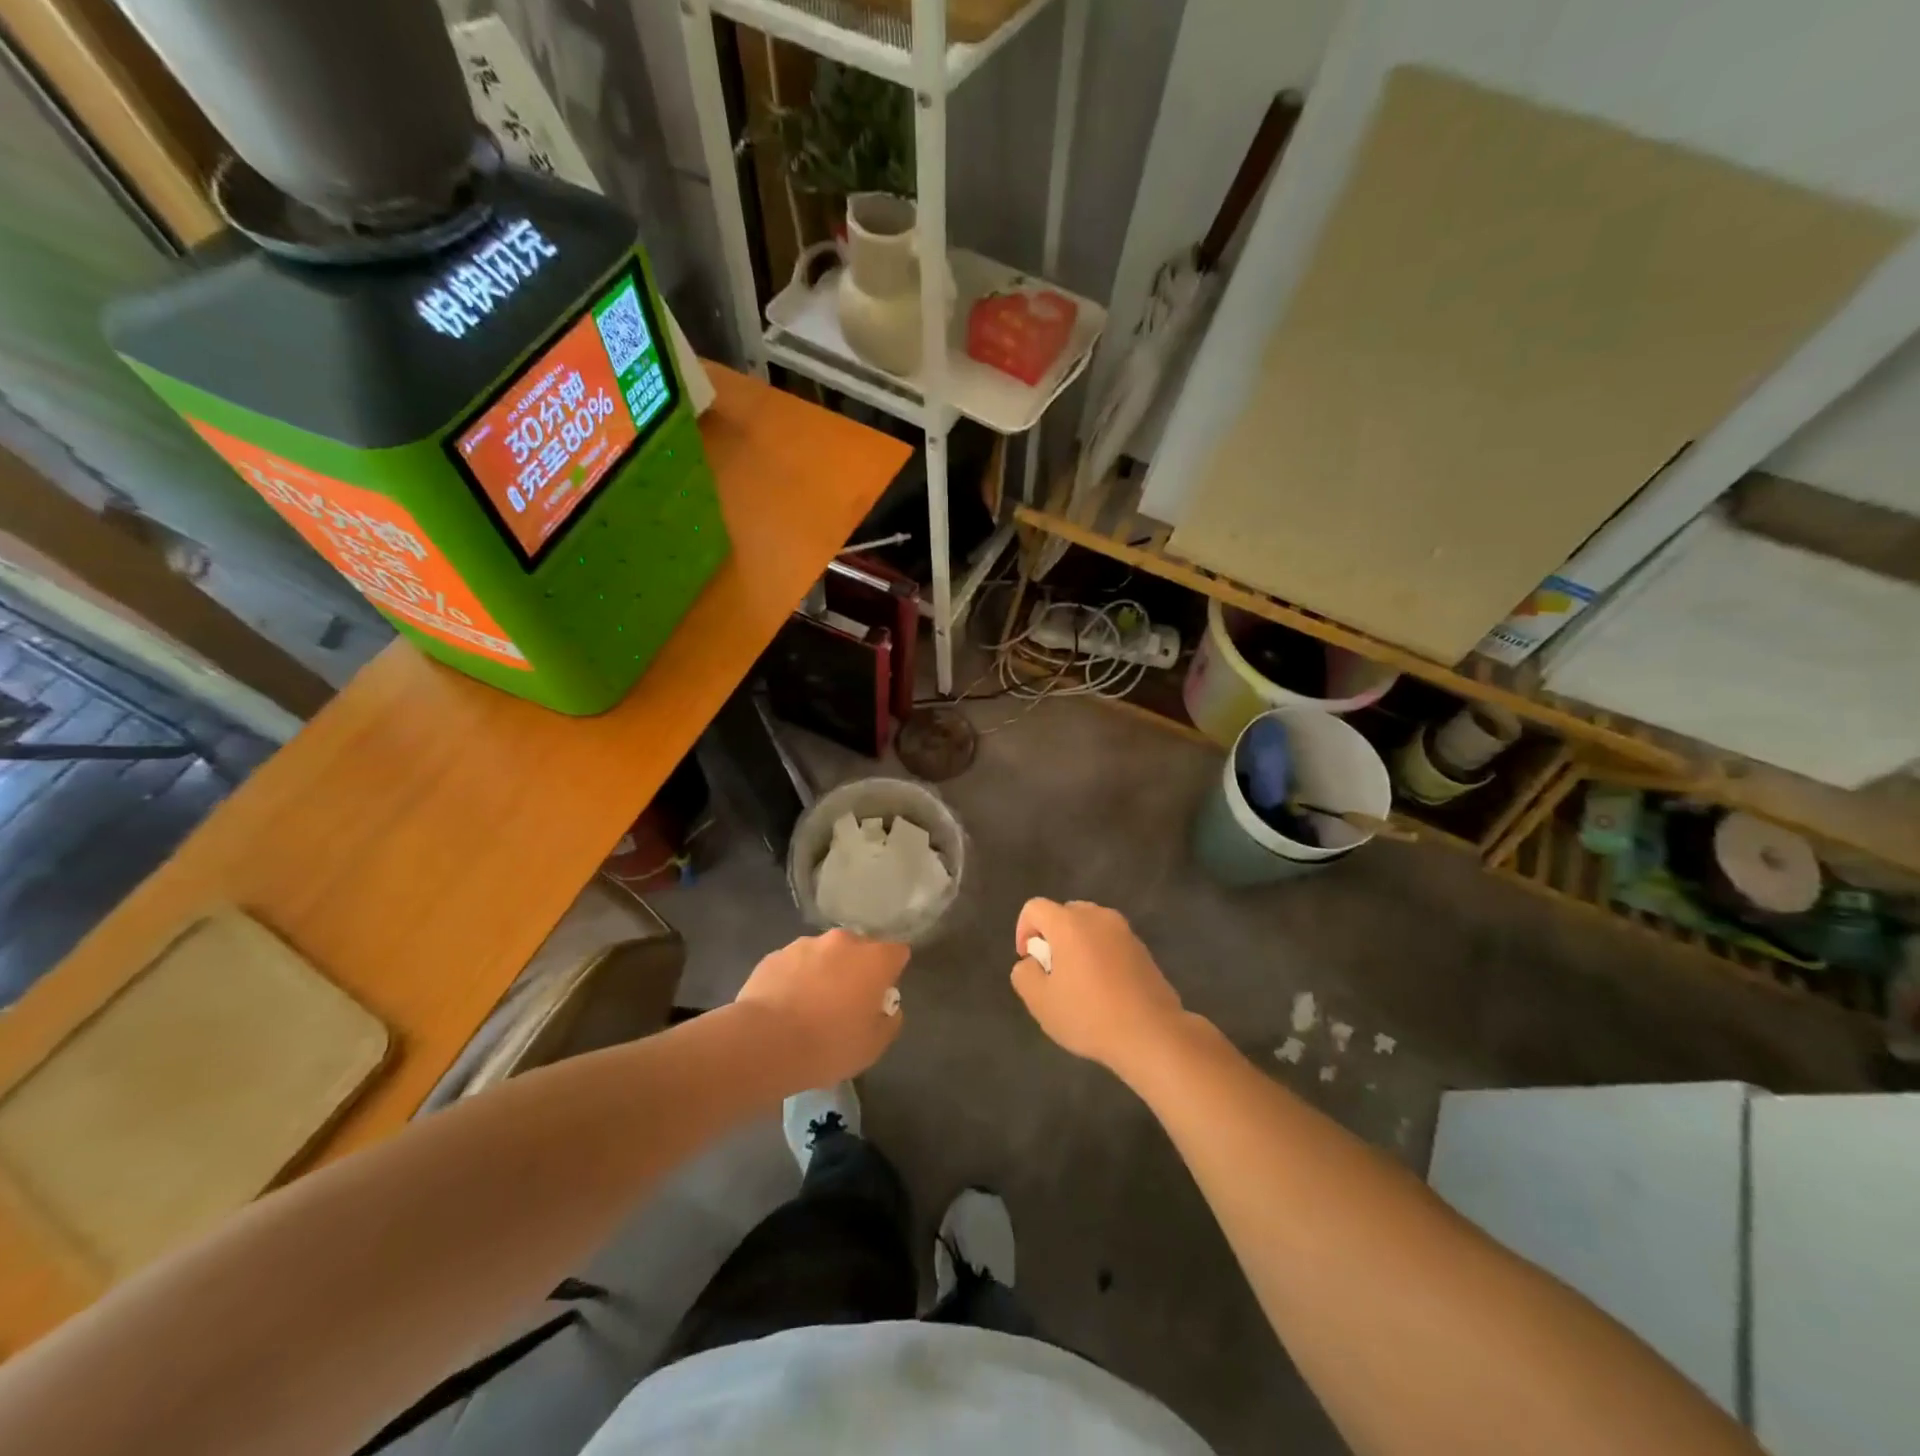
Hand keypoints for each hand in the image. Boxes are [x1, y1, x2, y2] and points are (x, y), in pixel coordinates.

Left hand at [734, 929, 908, 1087]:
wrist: (764, 1043)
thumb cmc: (828, 1045)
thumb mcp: (873, 1046)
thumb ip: (888, 1021)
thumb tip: (887, 1008)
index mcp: (874, 959)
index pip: (897, 953)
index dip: (891, 972)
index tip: (880, 995)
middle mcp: (843, 942)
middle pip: (859, 949)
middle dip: (856, 969)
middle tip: (845, 1002)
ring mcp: (806, 944)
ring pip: (824, 954)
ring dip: (824, 971)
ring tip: (810, 1006)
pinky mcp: (775, 955)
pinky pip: (794, 964)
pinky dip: (795, 978)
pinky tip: (785, 1007)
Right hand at [1010, 899, 1186, 1081]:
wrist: (1151, 1033)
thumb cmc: (1089, 1015)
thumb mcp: (1040, 1002)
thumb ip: (1024, 974)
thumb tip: (1031, 962)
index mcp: (1069, 923)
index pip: (1035, 907)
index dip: (1023, 930)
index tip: (1029, 961)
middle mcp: (1097, 917)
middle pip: (1064, 913)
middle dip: (1052, 936)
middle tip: (1053, 971)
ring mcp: (1124, 931)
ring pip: (1089, 926)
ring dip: (1077, 944)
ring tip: (1079, 981)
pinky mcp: (1142, 948)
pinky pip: (1110, 941)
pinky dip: (1100, 954)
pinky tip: (1104, 988)